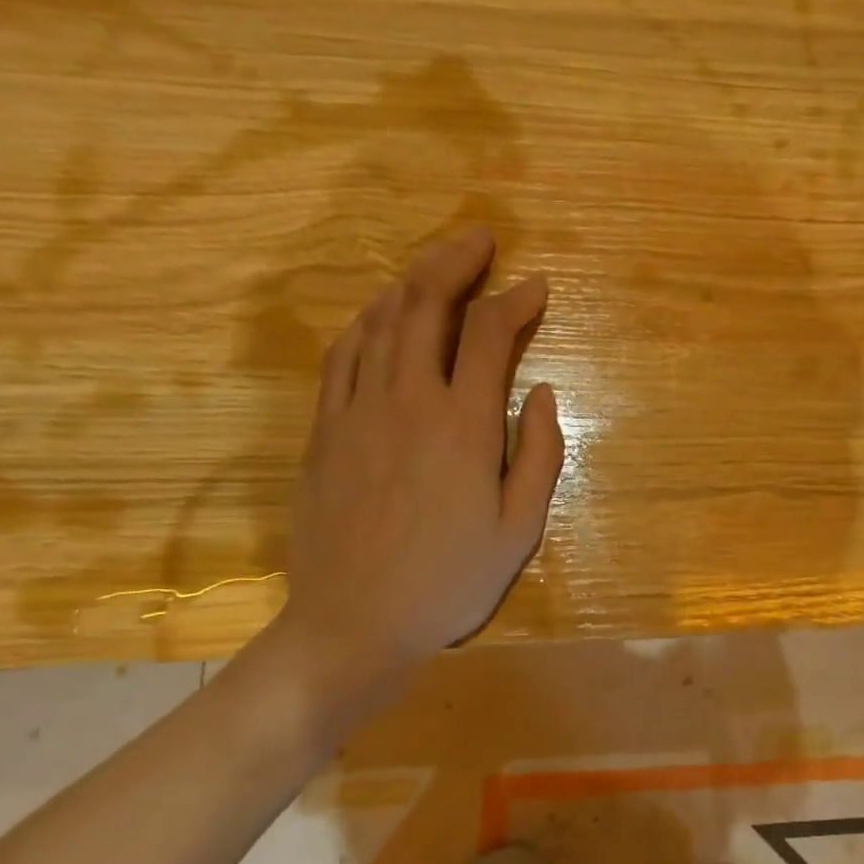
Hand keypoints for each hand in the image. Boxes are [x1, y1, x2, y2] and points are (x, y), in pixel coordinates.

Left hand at [272, 226, 563, 693]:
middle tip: (481, 240)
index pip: (489, 333)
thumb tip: (539, 390)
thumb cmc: (449, 581)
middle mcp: (406, 400)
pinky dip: (368, 322)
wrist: (354, 624)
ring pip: (380, 320)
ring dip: (412, 282)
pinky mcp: (324, 430)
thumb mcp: (520, 528)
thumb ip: (540, 452)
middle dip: (456, 260)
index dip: (515, 300)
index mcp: (461, 424)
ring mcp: (356, 411)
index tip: (536, 288)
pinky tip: (382, 317)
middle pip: (425, 303)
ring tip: (437, 267)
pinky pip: (343, 354)